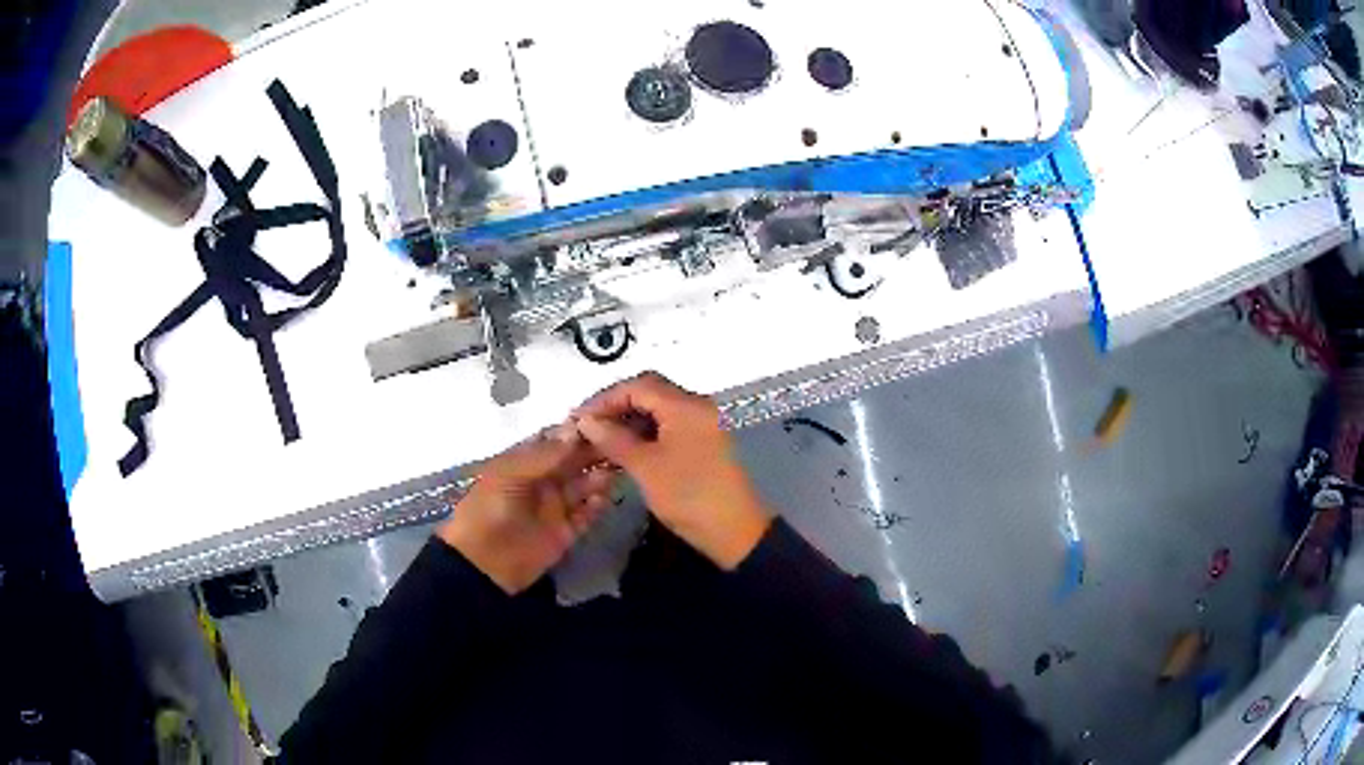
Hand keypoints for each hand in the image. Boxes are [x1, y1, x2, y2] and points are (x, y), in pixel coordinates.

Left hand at [437, 425, 614, 594]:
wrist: (483, 562)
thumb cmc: (489, 509)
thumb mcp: (509, 475)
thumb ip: (543, 455)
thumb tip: (576, 430)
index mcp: (526, 462)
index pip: (557, 440)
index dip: (578, 431)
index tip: (604, 419)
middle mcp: (544, 480)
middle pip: (575, 461)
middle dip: (595, 451)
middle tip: (620, 442)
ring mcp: (556, 506)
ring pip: (585, 486)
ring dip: (600, 477)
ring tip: (615, 470)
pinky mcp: (567, 531)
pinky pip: (588, 515)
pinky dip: (598, 506)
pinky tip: (603, 499)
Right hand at [574, 372, 770, 569]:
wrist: (735, 532)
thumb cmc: (689, 496)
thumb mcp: (645, 468)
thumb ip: (614, 439)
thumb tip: (586, 421)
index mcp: (686, 405)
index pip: (638, 386)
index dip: (605, 399)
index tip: (578, 419)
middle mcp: (697, 406)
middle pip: (649, 393)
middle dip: (616, 408)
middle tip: (587, 428)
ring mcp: (703, 424)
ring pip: (659, 411)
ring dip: (629, 422)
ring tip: (600, 441)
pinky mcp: (704, 442)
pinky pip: (670, 427)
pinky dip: (646, 434)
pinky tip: (624, 451)